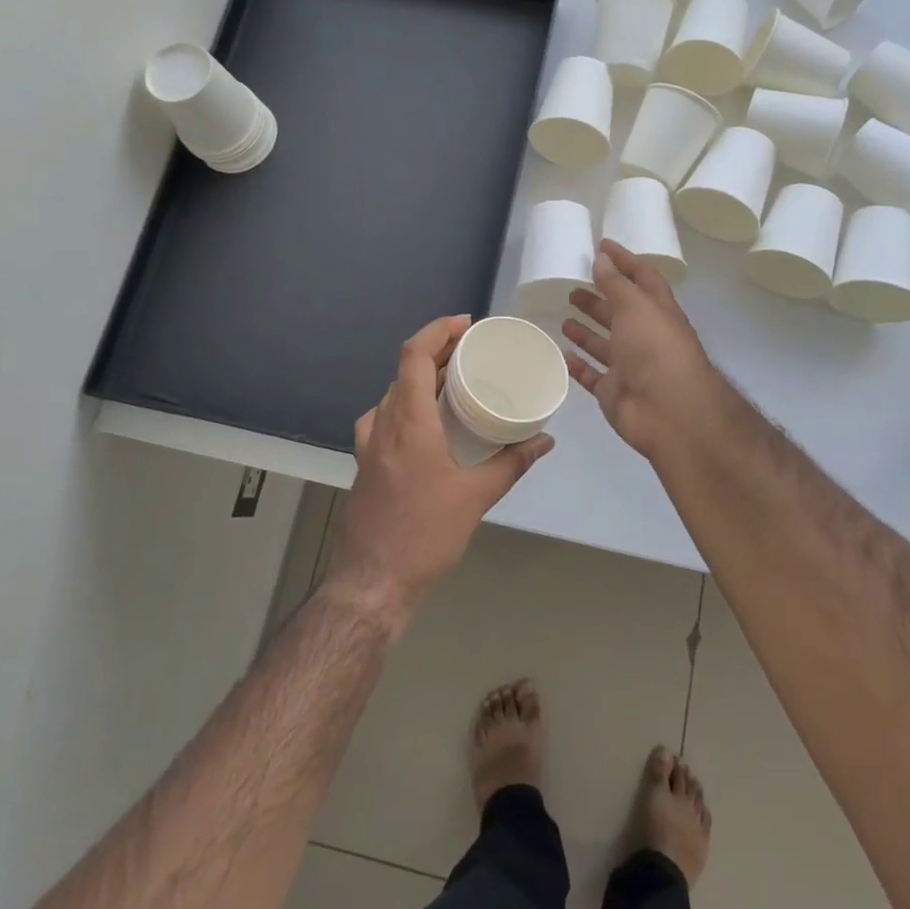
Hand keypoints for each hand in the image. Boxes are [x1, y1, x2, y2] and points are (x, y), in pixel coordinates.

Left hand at [324, 315, 553, 626]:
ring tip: (455, 382)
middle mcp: (382, 424)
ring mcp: (368, 444)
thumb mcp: (475, 498)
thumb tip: (544, 440)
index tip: (467, 325)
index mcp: (407, 422)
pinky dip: (410, 405)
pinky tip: (431, 424)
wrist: (370, 584)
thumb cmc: (424, 535)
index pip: (413, 354)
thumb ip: (511, 463)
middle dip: (438, 353)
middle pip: (405, 371)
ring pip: (394, 394)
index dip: (438, 330)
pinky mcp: (365, 463)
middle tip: (473, 352)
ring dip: (423, 380)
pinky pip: (387, 417)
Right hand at [564, 240, 721, 458]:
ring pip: (604, 344)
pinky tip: (563, 353)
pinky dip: (579, 365)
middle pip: (620, 312)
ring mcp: (630, 366)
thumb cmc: (656, 348)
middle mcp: (645, 337)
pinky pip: (592, 375)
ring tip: (565, 316)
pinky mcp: (614, 392)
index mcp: (657, 312)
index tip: (601, 245)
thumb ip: (616, 283)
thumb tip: (601, 258)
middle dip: (599, 298)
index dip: (624, 261)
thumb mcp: (636, 306)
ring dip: (586, 331)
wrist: (669, 411)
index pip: (642, 278)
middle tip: (573, 287)